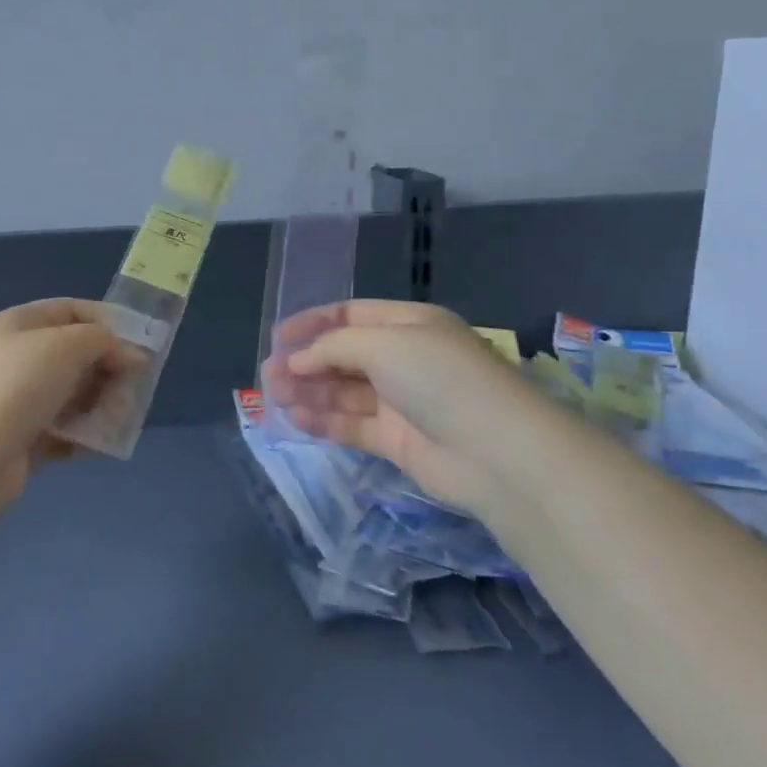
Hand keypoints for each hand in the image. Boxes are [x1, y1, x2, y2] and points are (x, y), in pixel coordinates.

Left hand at [0, 299, 140, 530]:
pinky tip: (98, 445)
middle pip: (77, 355)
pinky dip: (84, 436)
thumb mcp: (65, 346)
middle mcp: (18, 357)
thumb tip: (132, 354)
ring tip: (117, 420)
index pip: (73, 311)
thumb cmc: (15, 387)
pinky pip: (65, 431)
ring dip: (102, 404)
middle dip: (110, 369)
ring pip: (74, 394)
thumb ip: (104, 341)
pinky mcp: (23, 439)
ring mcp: (19, 400)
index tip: (144, 344)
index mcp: (20, 324)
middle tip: (134, 389)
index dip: (110, 322)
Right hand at [260, 300, 536, 519]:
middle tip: (269, 376)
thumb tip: (296, 359)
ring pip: (344, 392)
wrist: (496, 451)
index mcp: (408, 324)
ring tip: (277, 398)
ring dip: (310, 392)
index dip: (312, 323)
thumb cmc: (439, 379)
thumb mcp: (382, 345)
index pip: (351, 315)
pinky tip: (298, 420)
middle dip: (306, 362)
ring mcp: (401, 401)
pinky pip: (352, 424)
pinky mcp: (398, 440)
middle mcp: (404, 358)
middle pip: (344, 355)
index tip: (277, 337)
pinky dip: (325, 421)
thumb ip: (332, 347)